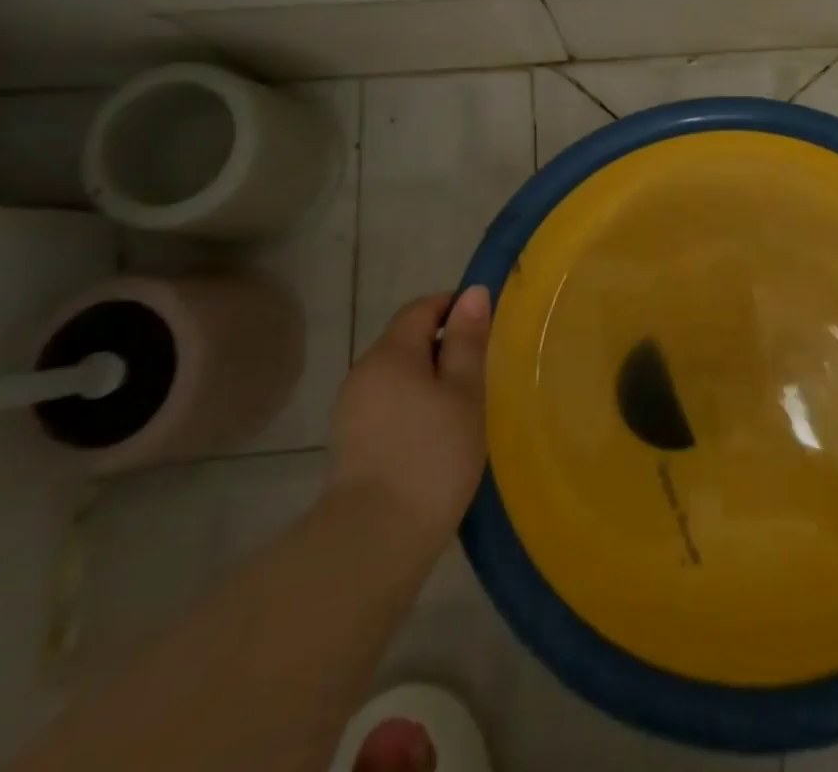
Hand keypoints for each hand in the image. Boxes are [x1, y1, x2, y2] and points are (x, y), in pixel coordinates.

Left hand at [330, 287, 490, 548]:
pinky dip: (414, 408)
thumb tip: (472, 293)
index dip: (455, 308)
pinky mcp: (350, 444)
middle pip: (407, 341)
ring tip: (464, 407)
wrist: (373, 543)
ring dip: (430, 380)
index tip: (486, 329)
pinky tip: (436, 436)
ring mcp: (351, 411)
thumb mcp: (464, 392)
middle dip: (444, 347)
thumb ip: (467, 340)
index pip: (422, 308)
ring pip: (399, 376)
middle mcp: (363, 372)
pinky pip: (388, 406)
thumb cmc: (431, 455)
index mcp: (390, 353)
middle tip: (483, 372)